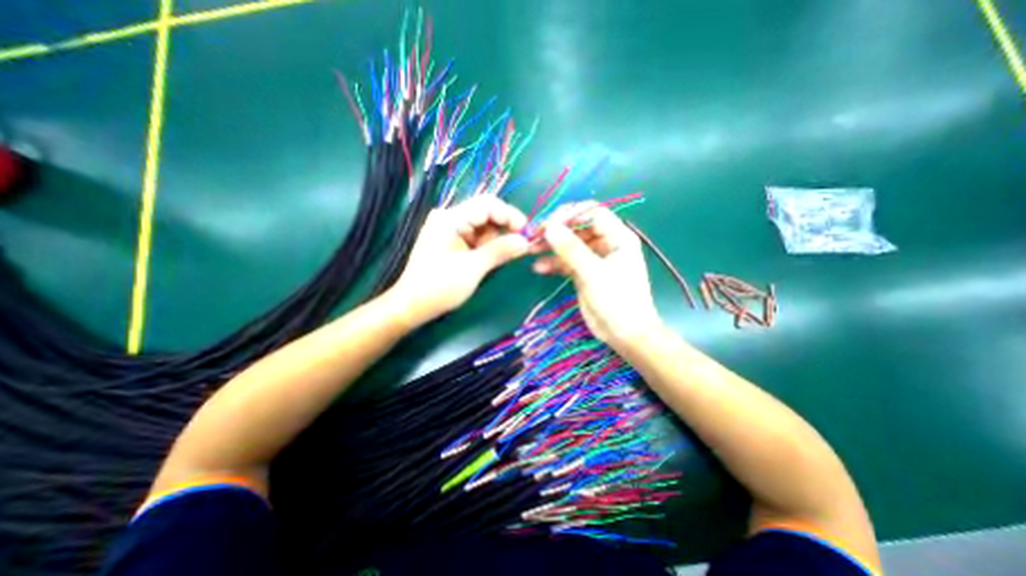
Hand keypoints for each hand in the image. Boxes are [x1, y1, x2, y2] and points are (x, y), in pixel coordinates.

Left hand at [391, 196, 527, 323]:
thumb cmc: (439, 287)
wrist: (411, 306)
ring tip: (495, 260)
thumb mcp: (473, 269)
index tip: (526, 233)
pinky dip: (485, 247)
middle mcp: (449, 218)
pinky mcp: (450, 241)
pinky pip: (474, 237)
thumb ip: (500, 251)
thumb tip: (526, 241)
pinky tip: (486, 261)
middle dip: (502, 230)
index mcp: (450, 218)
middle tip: (515, 249)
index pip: (487, 204)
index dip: (510, 215)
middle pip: (486, 214)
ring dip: (494, 241)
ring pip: (482, 227)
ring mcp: (449, 229)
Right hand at [534, 202, 660, 345]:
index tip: (548, 224)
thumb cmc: (618, 301)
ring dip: (551, 247)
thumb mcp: (594, 273)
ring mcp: (593, 258)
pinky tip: (539, 268)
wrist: (625, 335)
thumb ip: (572, 249)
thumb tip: (550, 227)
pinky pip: (566, 262)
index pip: (592, 213)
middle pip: (578, 227)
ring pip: (569, 244)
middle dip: (556, 231)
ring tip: (531, 251)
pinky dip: (553, 263)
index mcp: (618, 237)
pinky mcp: (584, 273)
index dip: (570, 214)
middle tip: (535, 237)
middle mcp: (606, 243)